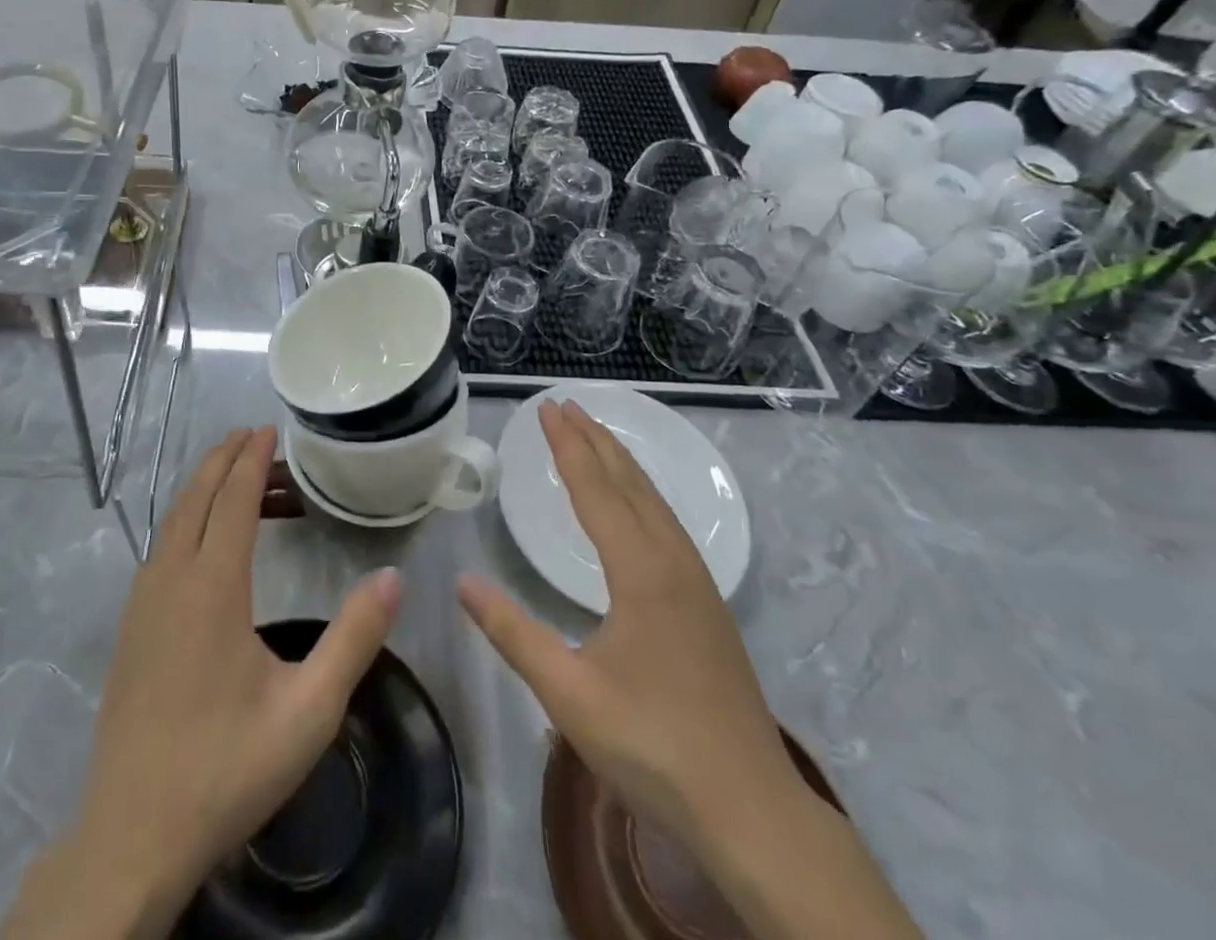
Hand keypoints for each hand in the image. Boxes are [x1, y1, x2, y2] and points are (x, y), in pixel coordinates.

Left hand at [7, 428, 401, 939]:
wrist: (132, 835)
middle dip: (224, 459)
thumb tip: (392, 577)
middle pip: (196, 497)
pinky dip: (186, 519)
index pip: (233, 500)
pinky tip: (204, 539)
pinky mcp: (130, 626)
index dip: (251, 460)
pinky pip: (161, 547)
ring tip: (238, 477)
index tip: (266, 429)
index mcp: (212, 587)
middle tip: (253, 435)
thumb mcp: (308, 711)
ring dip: (204, 488)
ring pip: (173, 520)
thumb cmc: (226, 768)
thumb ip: (354, 640)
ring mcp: (142, 602)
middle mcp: (171, 579)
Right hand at [458, 401, 796, 846]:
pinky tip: (636, 503)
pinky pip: (668, 523)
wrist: (752, 810)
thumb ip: (513, 633)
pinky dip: (641, 493)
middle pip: (630, 483)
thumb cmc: (654, 746)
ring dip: (621, 462)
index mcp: (641, 573)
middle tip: (566, 405)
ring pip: (655, 502)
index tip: (548, 407)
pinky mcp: (708, 604)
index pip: (596, 491)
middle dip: (595, 440)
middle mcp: (673, 563)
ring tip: (595, 435)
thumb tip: (463, 581)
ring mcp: (697, 582)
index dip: (568, 447)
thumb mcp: (569, 695)